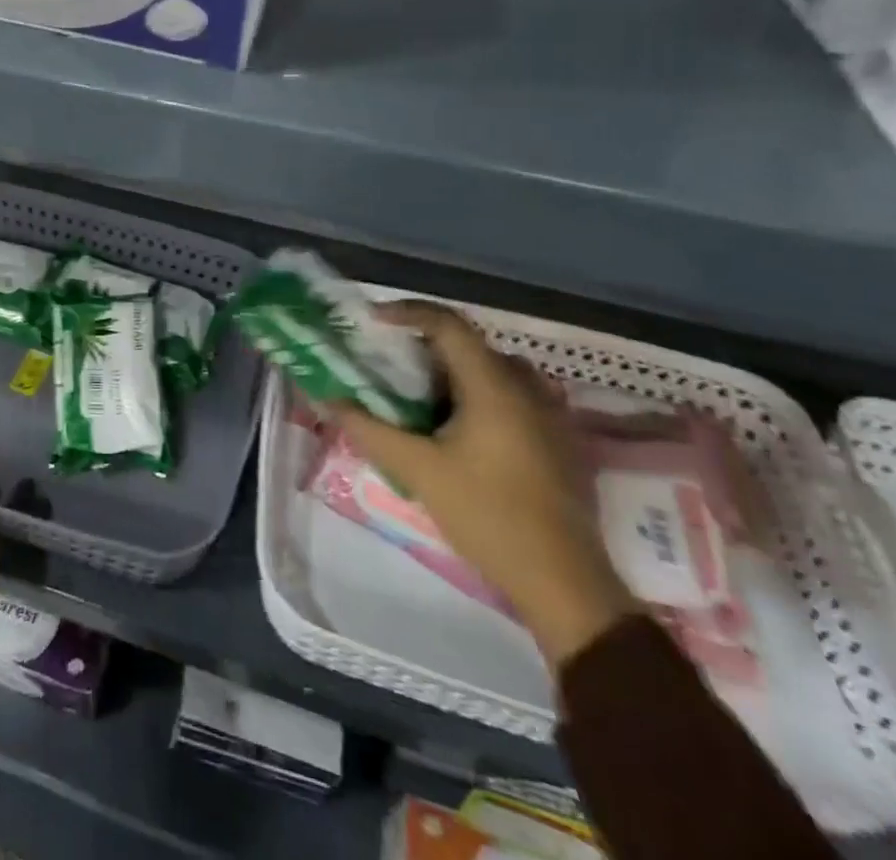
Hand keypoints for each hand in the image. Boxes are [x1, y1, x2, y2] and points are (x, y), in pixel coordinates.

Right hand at [328, 302, 638, 667]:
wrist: (564, 584)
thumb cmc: (488, 516)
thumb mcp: (418, 471)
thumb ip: (370, 430)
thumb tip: (330, 399)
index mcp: (494, 386)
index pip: (448, 324)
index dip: (408, 312)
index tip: (373, 319)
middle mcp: (528, 388)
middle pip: (471, 346)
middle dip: (426, 347)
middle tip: (391, 365)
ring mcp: (552, 415)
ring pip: (495, 372)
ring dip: (455, 373)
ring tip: (421, 398)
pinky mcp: (561, 442)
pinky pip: (515, 397)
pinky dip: (481, 396)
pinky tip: (460, 432)